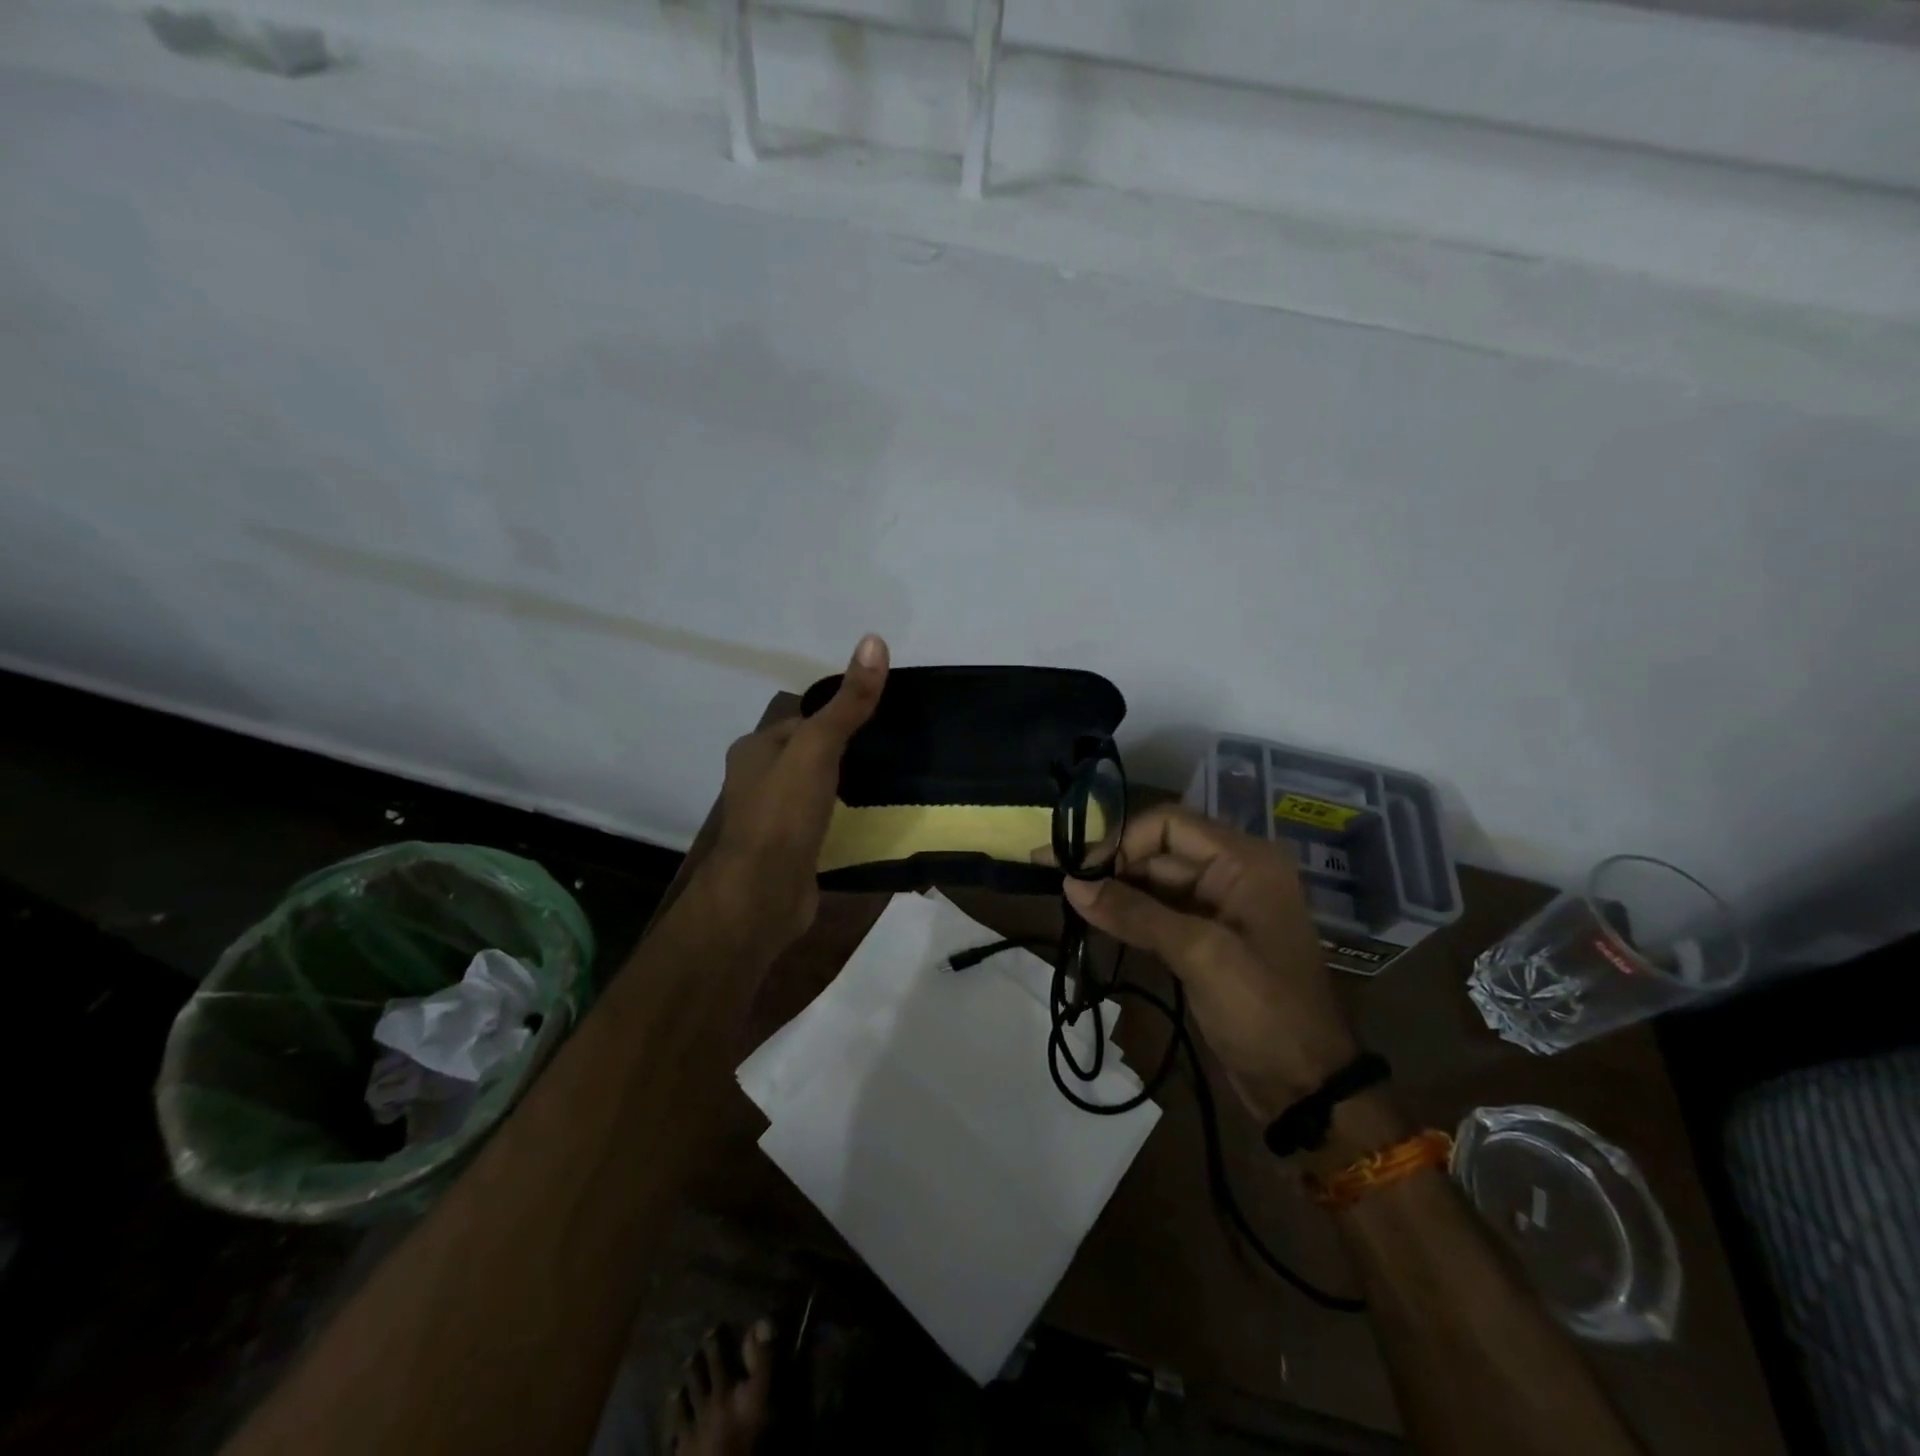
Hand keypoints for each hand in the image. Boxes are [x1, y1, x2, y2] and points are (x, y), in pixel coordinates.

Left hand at [709, 635, 888, 948]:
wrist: (763, 895)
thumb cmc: (784, 813)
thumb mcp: (819, 747)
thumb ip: (849, 702)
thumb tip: (875, 640)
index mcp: (755, 749)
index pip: (804, 720)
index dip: (840, 716)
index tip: (882, 719)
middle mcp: (758, 780)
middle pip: (810, 755)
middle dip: (846, 753)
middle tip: (894, 751)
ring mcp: (772, 819)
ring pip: (816, 790)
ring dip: (846, 787)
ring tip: (891, 783)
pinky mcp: (789, 850)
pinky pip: (822, 823)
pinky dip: (844, 819)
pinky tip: (872, 820)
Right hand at [1064, 805, 1357, 1122]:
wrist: (1306, 1087)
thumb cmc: (1262, 1010)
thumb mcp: (1198, 954)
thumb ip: (1134, 913)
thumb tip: (1070, 883)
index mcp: (1244, 860)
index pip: (1168, 825)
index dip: (1120, 840)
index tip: (1077, 867)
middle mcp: (1234, 872)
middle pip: (1159, 850)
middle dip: (1111, 864)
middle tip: (1057, 878)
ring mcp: (1222, 906)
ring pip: (1156, 882)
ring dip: (1115, 888)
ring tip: (1068, 898)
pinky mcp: (1209, 937)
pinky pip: (1162, 911)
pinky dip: (1130, 913)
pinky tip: (1095, 918)